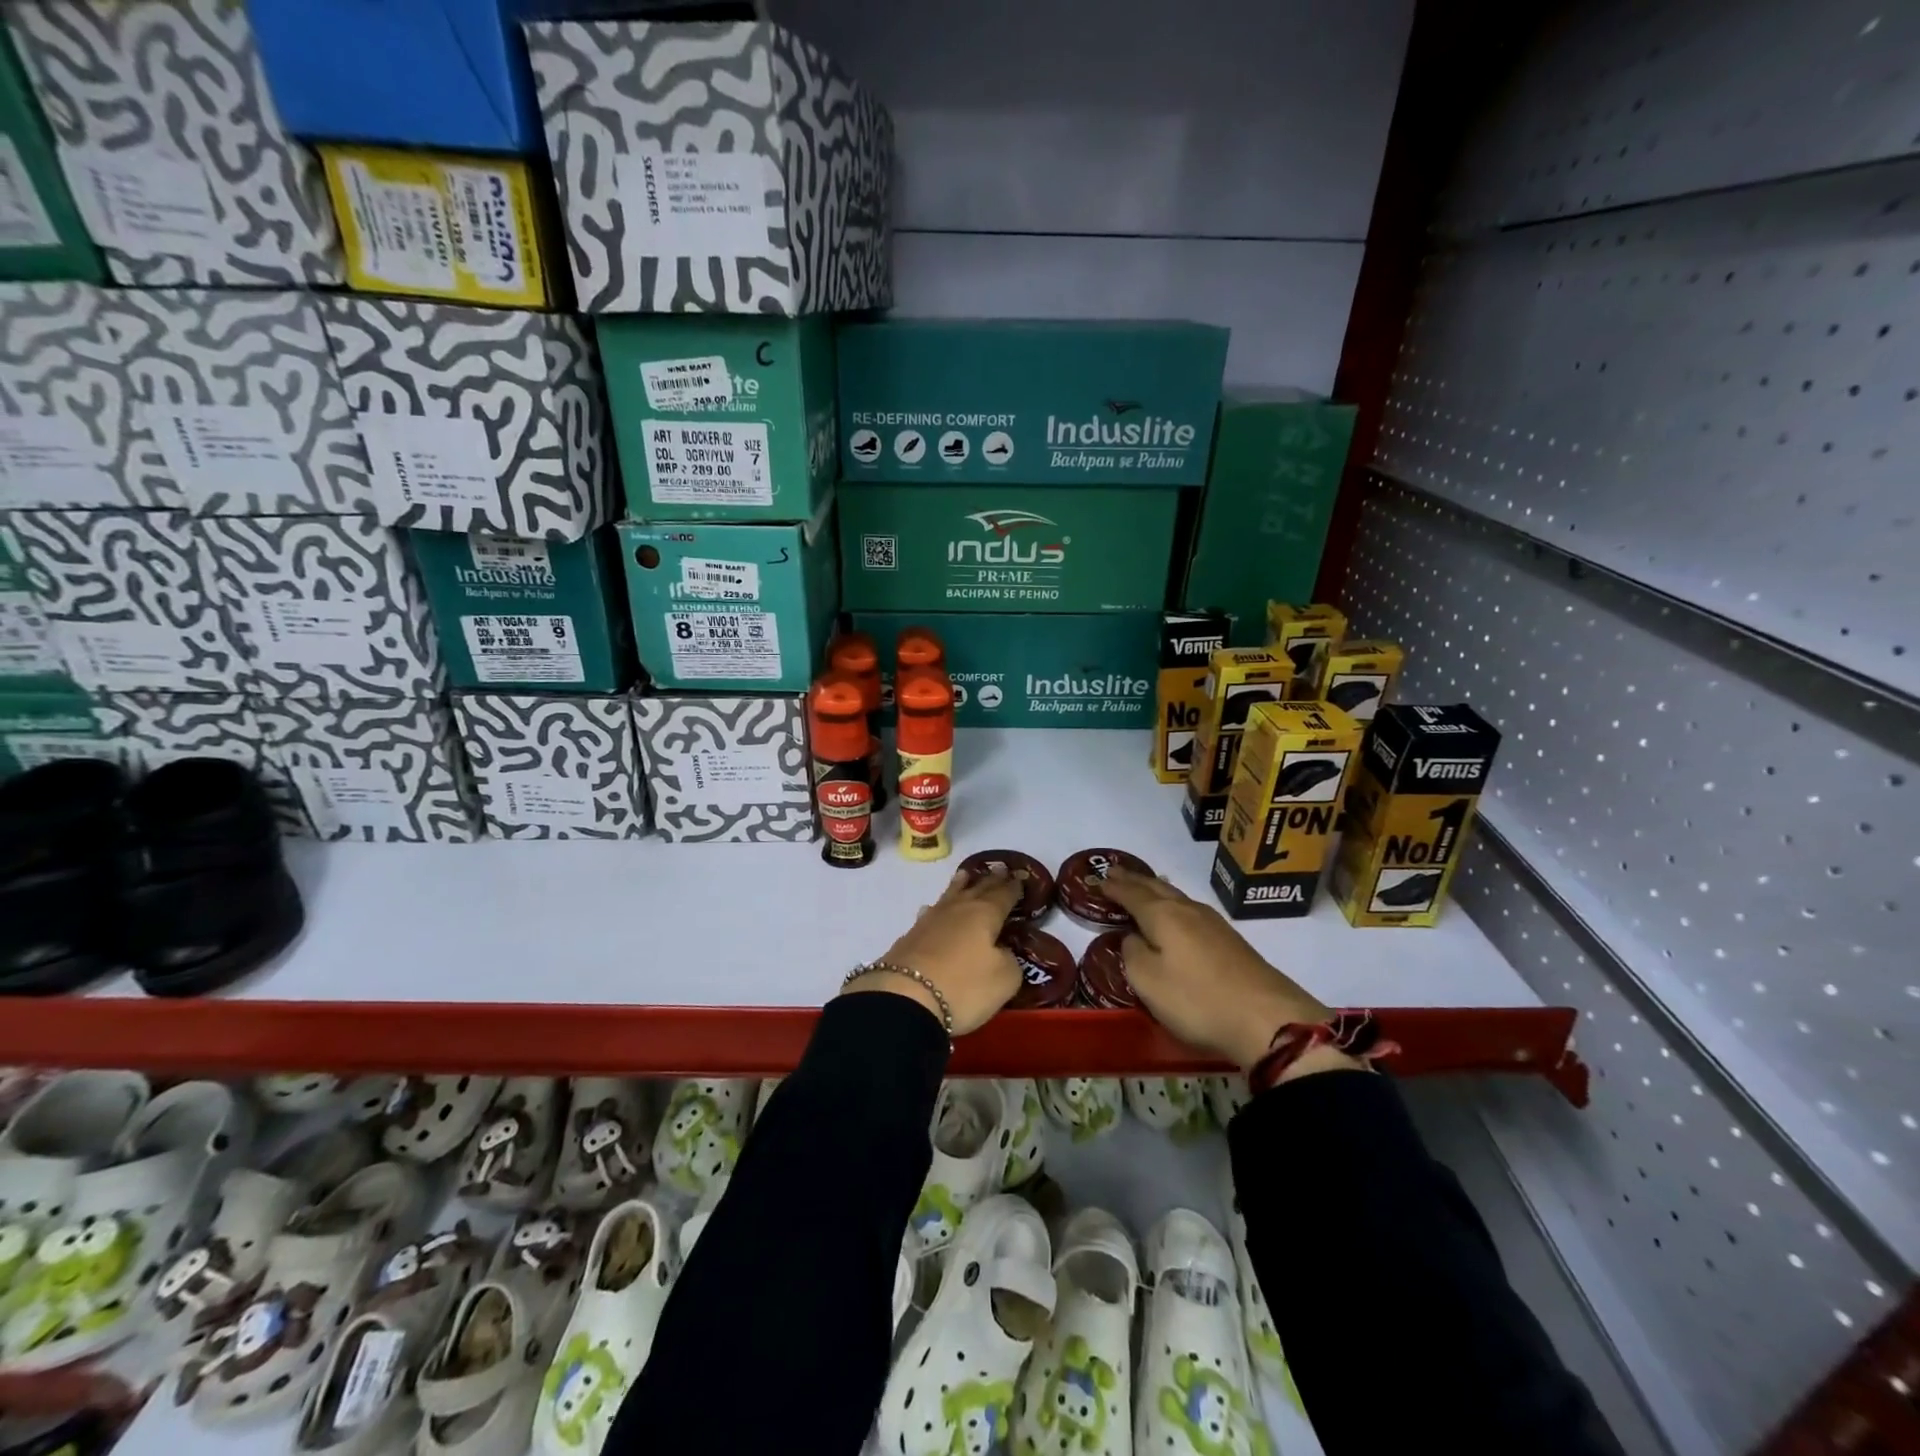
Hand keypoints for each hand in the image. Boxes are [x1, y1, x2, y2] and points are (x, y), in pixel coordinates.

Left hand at [843, 867, 1022, 1035]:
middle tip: (999, 869)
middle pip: (977, 889)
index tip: (1021, 876)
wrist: (905, 997)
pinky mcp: (910, 937)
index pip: (1004, 894)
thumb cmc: (964, 986)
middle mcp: (958, 909)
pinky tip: (932, 910)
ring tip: (965, 875)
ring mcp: (930, 921)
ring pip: (950, 896)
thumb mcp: (1004, 979)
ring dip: (960, 885)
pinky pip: (930, 914)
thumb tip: (1001, 952)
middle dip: (990, 880)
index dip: (1014, 886)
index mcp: (985, 914)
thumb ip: (1010, 960)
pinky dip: (937, 909)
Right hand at [1101, 868, 1341, 1071]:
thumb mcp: (1148, 981)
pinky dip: (1174, 904)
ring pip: (1177, 897)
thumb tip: (1132, 937)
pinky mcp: (1231, 941)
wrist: (1268, 1018)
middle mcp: (1188, 911)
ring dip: (1156, 889)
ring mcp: (1213, 924)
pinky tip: (1178, 911)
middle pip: (1156, 888)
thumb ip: (1132, 954)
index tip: (1096, 878)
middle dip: (1134, 880)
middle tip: (1115, 872)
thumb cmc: (1197, 999)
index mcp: (1163, 916)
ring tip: (1145, 885)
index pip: (1131, 894)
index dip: (1113, 887)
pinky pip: (1191, 910)